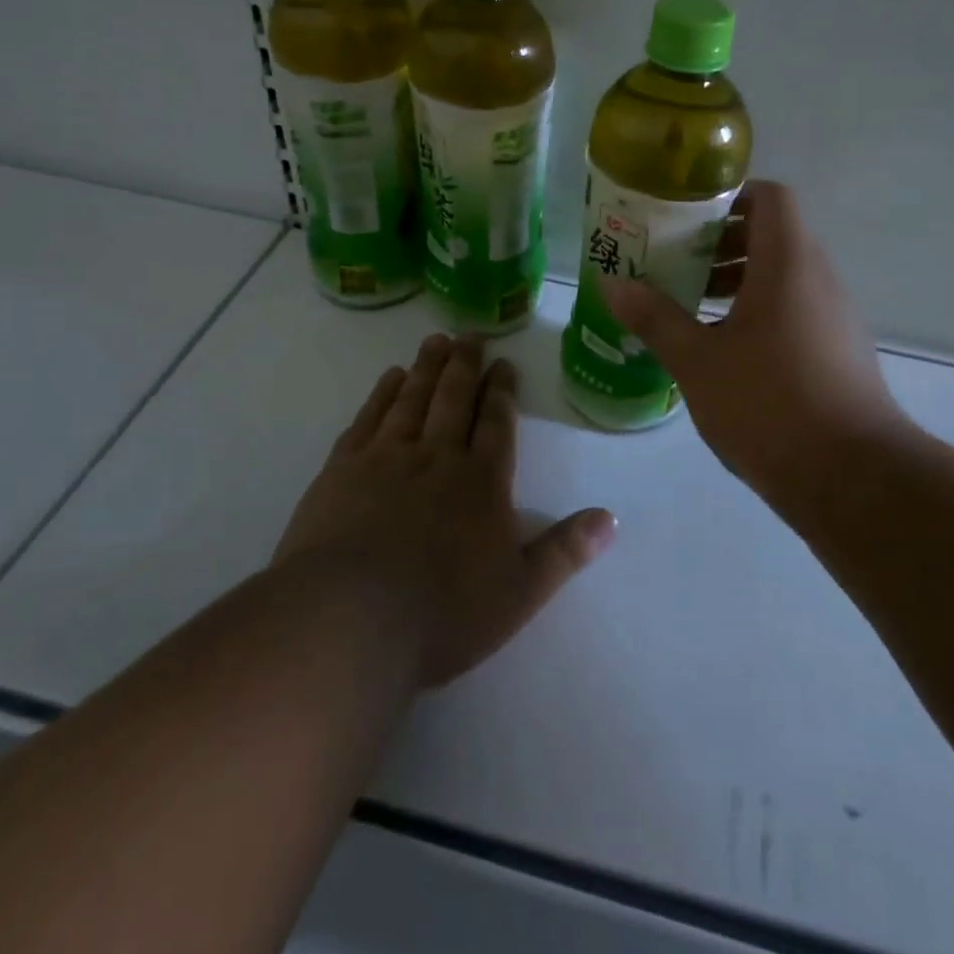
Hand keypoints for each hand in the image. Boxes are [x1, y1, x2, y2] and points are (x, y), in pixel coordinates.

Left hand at [273, 334, 615, 688]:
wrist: (349, 620)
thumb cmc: (442, 613)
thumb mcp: (519, 592)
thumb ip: (564, 551)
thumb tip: (610, 519)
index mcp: (481, 482)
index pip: (496, 424)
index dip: (502, 391)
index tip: (504, 363)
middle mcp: (436, 457)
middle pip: (454, 399)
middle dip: (466, 365)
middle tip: (471, 333)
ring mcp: (386, 458)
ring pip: (413, 399)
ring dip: (428, 367)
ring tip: (437, 340)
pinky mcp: (343, 469)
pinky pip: (369, 418)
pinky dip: (382, 393)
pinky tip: (390, 378)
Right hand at [604, 181, 907, 497]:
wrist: (852, 478)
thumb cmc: (769, 404)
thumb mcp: (698, 361)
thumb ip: (654, 318)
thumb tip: (612, 285)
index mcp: (788, 263)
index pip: (770, 197)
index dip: (730, 196)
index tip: (687, 218)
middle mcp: (819, 278)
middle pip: (773, 235)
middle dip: (722, 244)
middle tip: (676, 262)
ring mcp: (835, 316)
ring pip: (783, 276)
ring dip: (738, 281)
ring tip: (690, 306)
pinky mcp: (839, 351)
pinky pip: (795, 310)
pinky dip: (759, 312)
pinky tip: (723, 350)